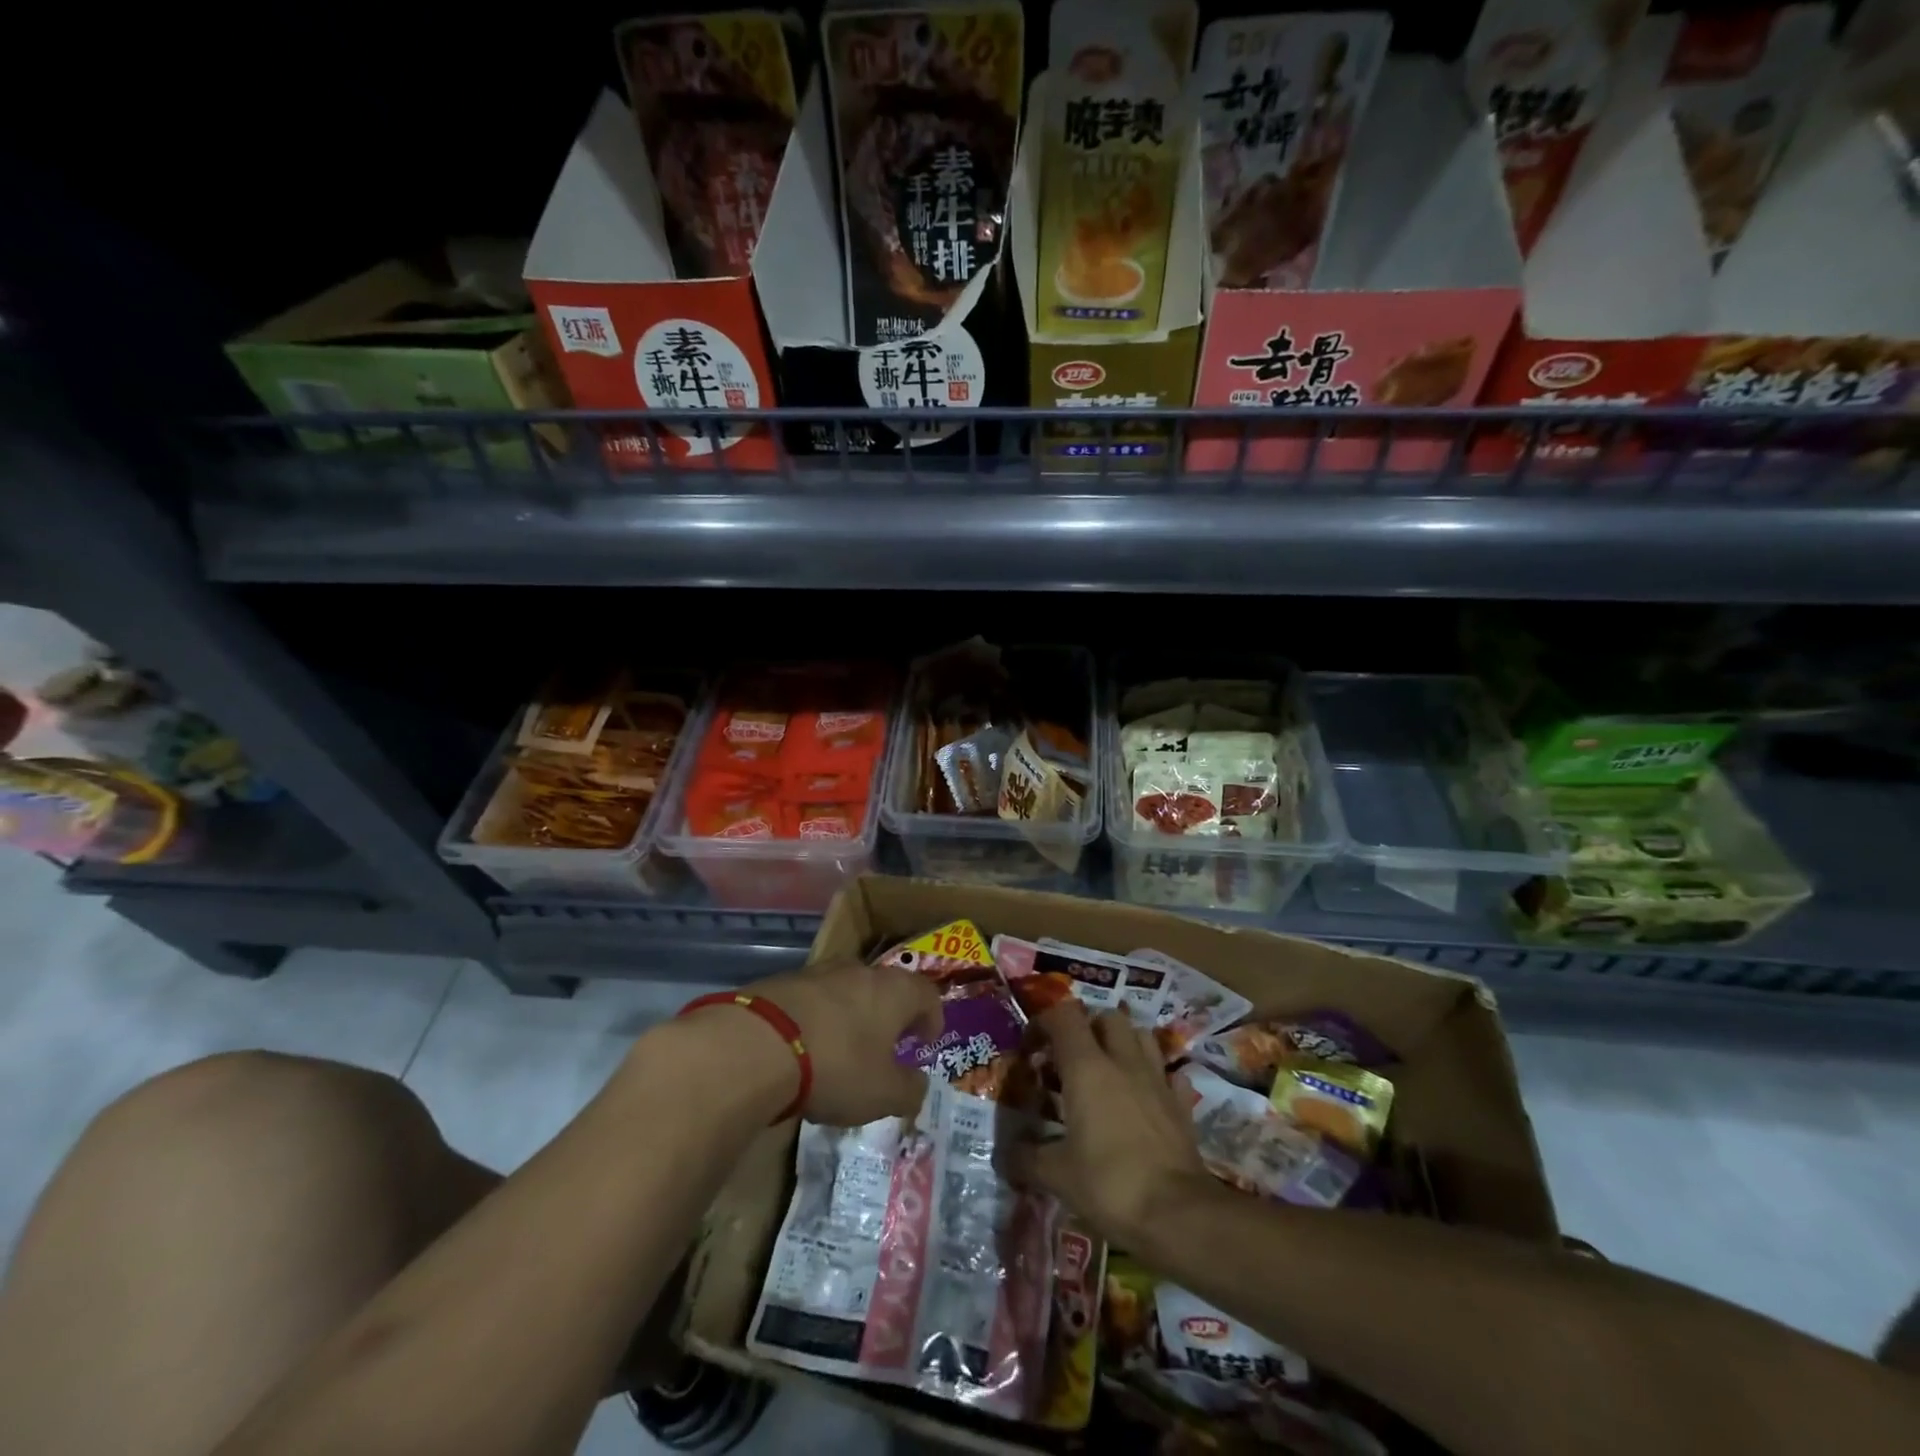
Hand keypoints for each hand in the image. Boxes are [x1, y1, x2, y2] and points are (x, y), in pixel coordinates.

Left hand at [734, 956, 942, 1126]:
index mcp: (894, 991)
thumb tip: (919, 1085)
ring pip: (848, 990)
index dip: (932, 1017)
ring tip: (846, 1046)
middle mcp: (861, 971)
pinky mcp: (784, 982)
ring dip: (853, 1014)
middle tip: (889, 1044)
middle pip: (887, 987)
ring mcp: (820, 972)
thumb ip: (909, 1090)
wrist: (758, 1044)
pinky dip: (819, 1018)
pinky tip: (808, 1046)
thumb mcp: (883, 1094)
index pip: (927, 994)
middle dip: (891, 1014)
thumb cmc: (837, 1066)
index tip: (926, 1041)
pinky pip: (814, 999)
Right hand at [1008, 1004, 1205, 1249]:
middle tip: (1072, 1060)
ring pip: (1141, 1036)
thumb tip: (1004, 1156)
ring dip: (1123, 1045)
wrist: (1179, 1215)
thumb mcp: (1057, 1176)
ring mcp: (1158, 1079)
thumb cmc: (1110, 1184)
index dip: (1044, 1023)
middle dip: (1088, 1029)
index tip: (1032, 1048)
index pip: (1063, 1016)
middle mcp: (1123, 1061)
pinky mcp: (1183, 1104)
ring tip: (1109, 1072)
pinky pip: (1169, 1074)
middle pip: (1107, 1018)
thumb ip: (1026, 1159)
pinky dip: (1155, 1077)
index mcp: (1086, 1068)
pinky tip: (1146, 1098)